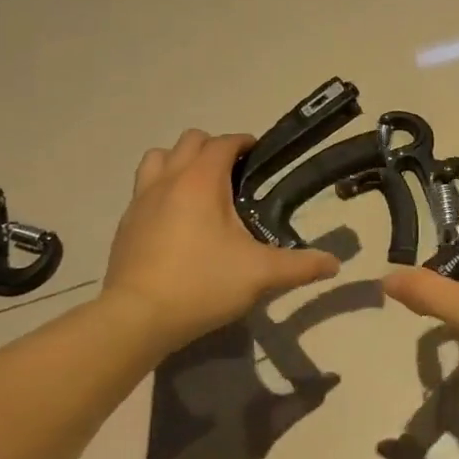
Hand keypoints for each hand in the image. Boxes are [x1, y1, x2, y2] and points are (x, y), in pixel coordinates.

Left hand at [103, 130, 338, 355]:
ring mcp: (140, 200)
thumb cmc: (202, 284)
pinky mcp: (125, 223)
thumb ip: (301, 266)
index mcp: (201, 181)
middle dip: (214, 148)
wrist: (136, 318)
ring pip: (158, 158)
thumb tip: (334, 263)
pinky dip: (161, 189)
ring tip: (200, 189)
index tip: (260, 156)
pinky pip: (143, 188)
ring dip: (180, 162)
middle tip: (234, 176)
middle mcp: (168, 180)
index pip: (224, 142)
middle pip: (190, 141)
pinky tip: (175, 220)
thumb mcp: (260, 275)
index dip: (244, 143)